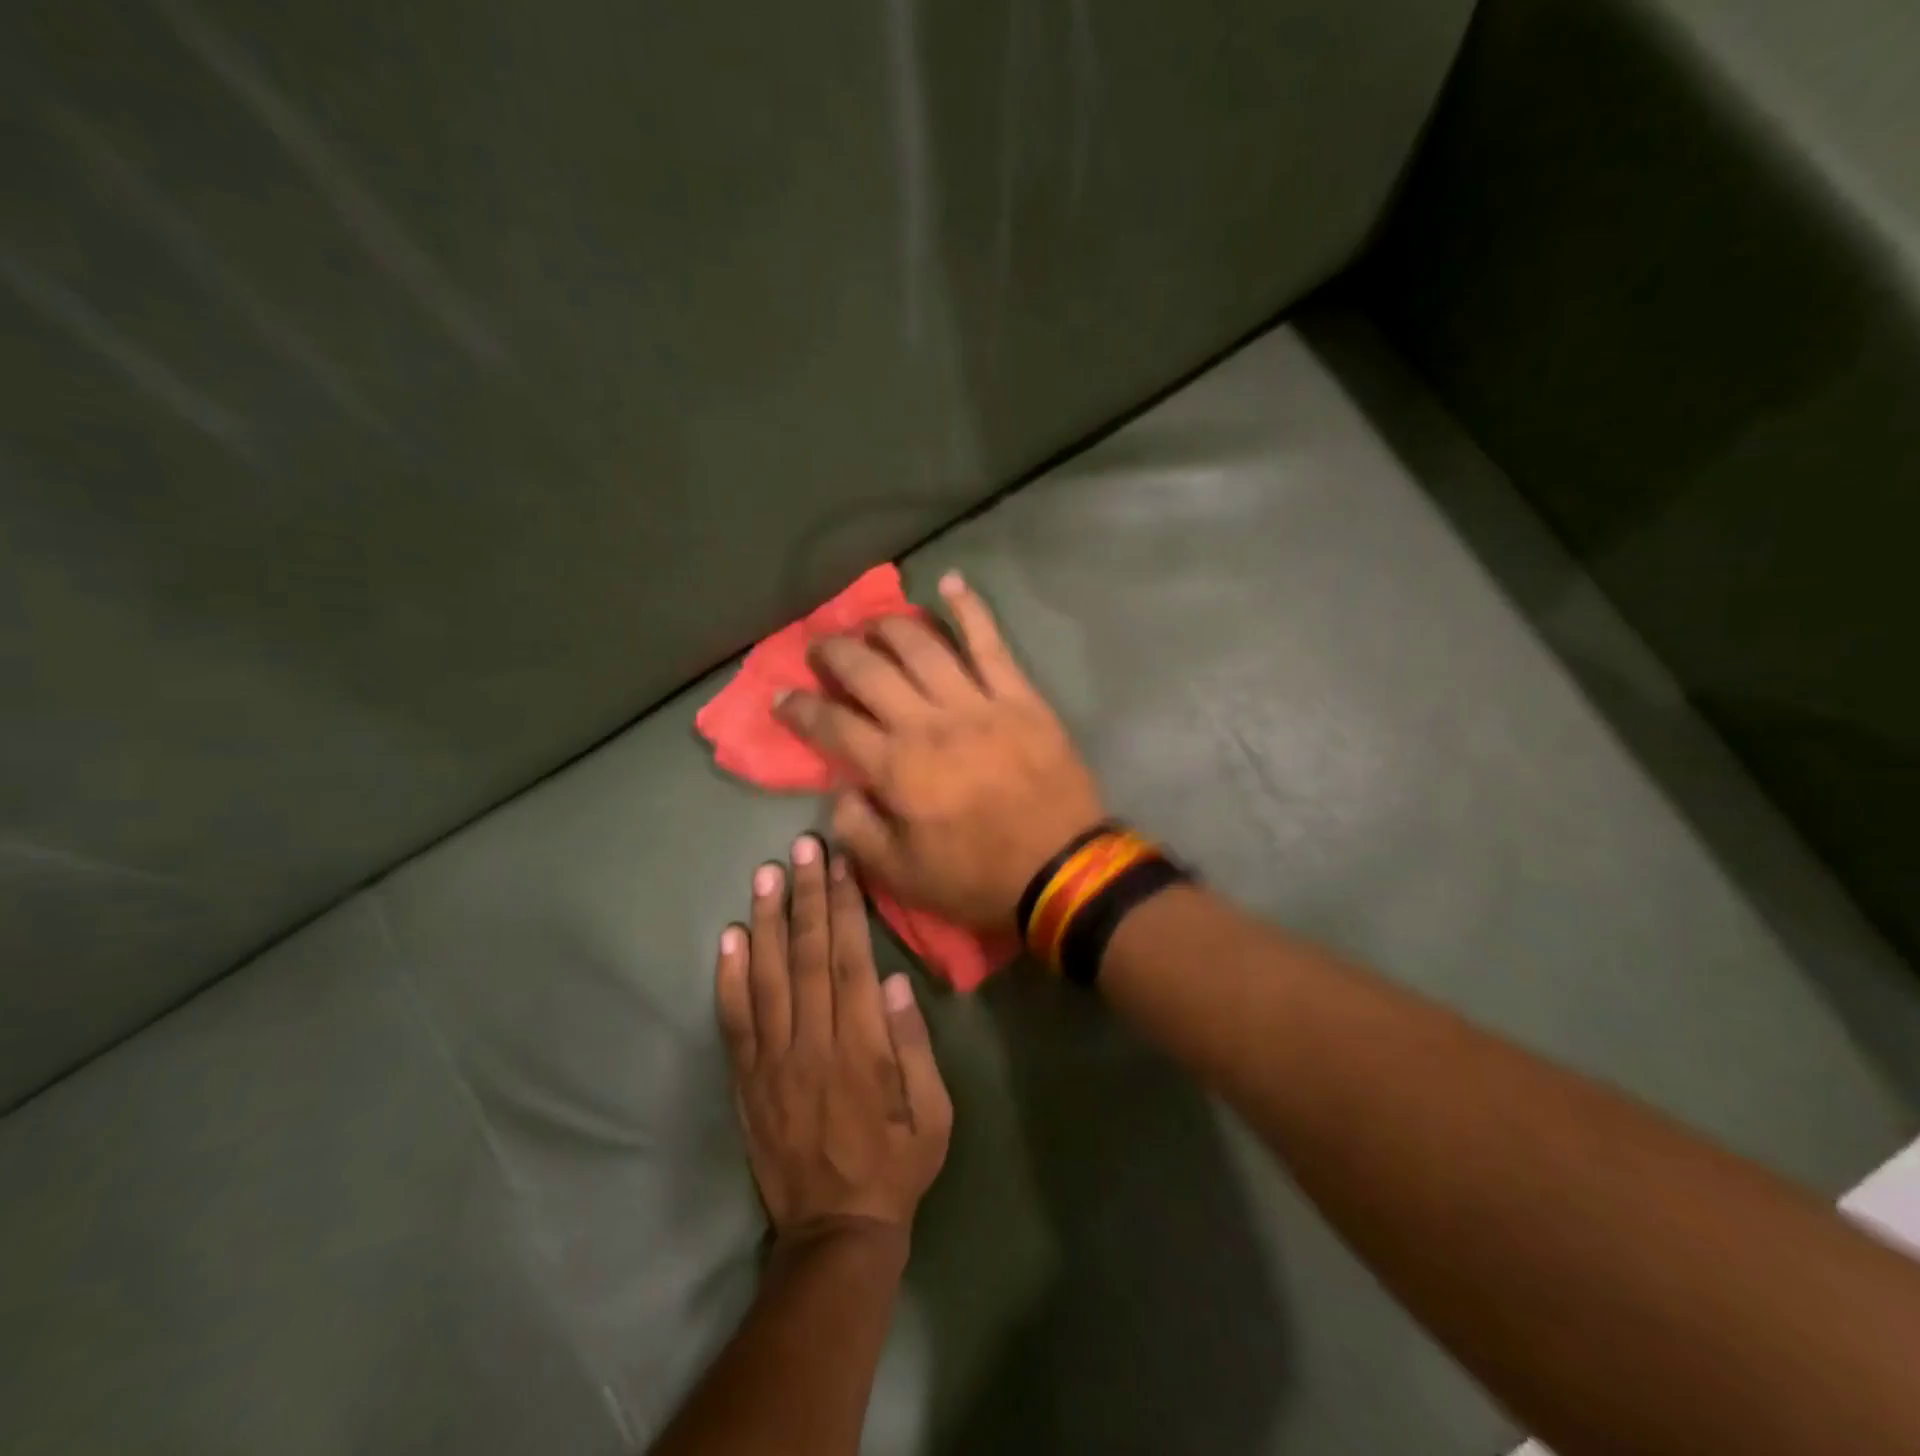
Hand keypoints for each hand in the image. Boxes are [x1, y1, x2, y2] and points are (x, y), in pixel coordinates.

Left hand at [716, 835, 951, 1241]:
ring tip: (766, 874)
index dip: (844, 907)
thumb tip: (896, 982)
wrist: (834, 1232)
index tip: (840, 864)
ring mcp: (773, 1060)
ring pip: (767, 977)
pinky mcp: (747, 1079)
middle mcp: (813, 1043)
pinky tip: (729, 937)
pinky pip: (733, 1021)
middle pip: (807, 956)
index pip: (849, 960)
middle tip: (801, 848)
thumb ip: (914, 1046)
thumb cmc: (896, 1165)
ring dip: (767, 921)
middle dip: (806, 896)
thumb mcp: (934, 1113)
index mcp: (862, 1047)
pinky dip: (729, 977)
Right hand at [774, 571, 1105, 927]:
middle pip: (868, 670)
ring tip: (870, 624)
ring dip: (888, 626)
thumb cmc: (978, 877)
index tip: (782, 696)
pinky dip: (969, 608)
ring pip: (921, 645)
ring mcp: (976, 702)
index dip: (799, 707)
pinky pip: (989, 642)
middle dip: (834, 652)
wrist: (1062, 870)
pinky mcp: (1018, 694)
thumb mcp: (901, 876)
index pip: (831, 723)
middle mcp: (927, 723)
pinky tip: (950, 581)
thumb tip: (840, 791)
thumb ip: (858, 832)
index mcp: (896, 768)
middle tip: (821, 648)